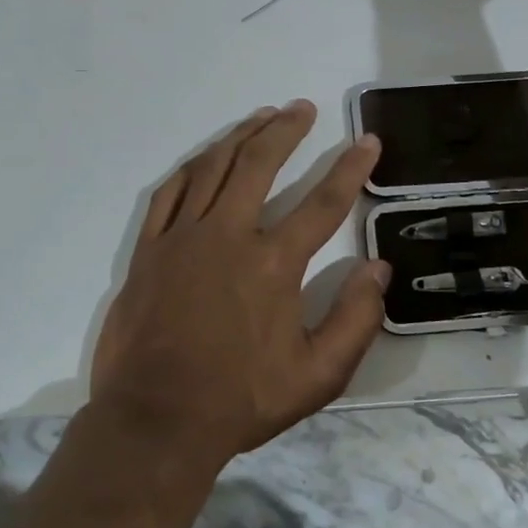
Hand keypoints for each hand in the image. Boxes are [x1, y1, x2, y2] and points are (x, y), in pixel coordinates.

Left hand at [90, 101, 389, 470]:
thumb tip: (378, 269)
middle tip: (303, 107)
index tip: (367, 140)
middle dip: (286, 130)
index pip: (322, 202)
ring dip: (241, 136)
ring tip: (262, 116)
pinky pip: (170, 192)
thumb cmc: (240, 400)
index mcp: (272, 263)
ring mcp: (182, 237)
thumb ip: (355, 320)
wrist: (155, 420)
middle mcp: (228, 235)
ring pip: (213, 167)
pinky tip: (206, 156)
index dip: (351, 167)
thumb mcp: (317, 377)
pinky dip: (192, 167)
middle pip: (259, 164)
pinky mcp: (149, 249)